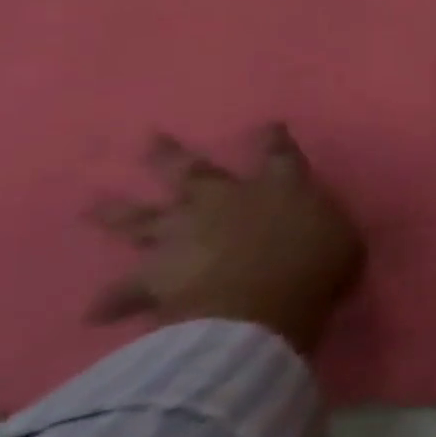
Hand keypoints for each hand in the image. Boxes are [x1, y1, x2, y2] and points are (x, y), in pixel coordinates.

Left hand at [88, 125, 366, 355]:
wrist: (256, 308)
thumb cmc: (315, 266)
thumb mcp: (342, 241)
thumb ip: (326, 227)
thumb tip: (320, 226)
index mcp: (280, 187)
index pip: (279, 154)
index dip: (274, 139)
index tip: (269, 125)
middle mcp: (226, 200)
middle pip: (194, 171)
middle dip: (171, 155)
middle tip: (151, 139)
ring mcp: (183, 235)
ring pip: (142, 218)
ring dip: (116, 212)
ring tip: (93, 205)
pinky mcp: (153, 276)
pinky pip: (126, 290)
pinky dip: (114, 300)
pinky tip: (96, 312)